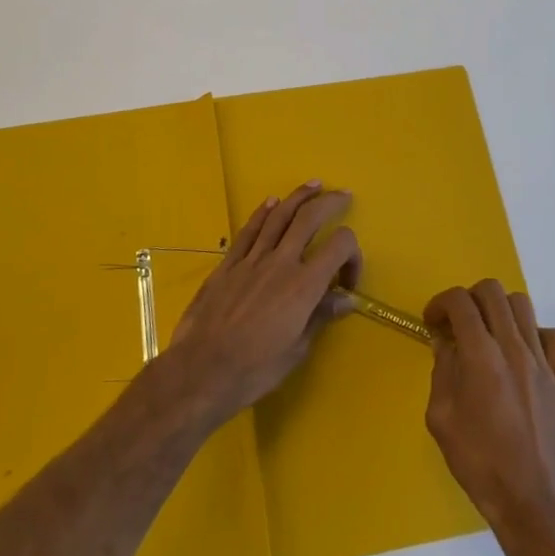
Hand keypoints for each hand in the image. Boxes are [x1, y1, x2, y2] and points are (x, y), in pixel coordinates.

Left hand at [160, 182, 361, 427]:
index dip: (353, 254)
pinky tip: (271, 203)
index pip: (339, 246)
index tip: (347, 280)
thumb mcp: (297, 350)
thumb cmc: (255, 368)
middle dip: (329, 203)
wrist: (202, 370)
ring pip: (279, 216)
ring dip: (298, 197)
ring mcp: (252, 260)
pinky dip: (262, 213)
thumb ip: (321, 317)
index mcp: (304, 285)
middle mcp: (281, 263)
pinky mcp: (228, 264)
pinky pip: (249, 230)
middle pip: (309, 218)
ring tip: (313, 185)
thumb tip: (345, 299)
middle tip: (342, 196)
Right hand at [424, 280, 554, 536]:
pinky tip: (521, 355)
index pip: (460, 302)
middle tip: (458, 324)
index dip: (440, 303)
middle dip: (468, 298)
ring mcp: (542, 362)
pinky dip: (533, 334)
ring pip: (523, 305)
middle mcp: (513, 348)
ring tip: (489, 334)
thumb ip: (441, 371)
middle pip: (492, 291)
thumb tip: (445, 343)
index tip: (432, 323)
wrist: (530, 501)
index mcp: (481, 357)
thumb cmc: (478, 462)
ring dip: (499, 310)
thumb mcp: (441, 418)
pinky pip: (552, 336)